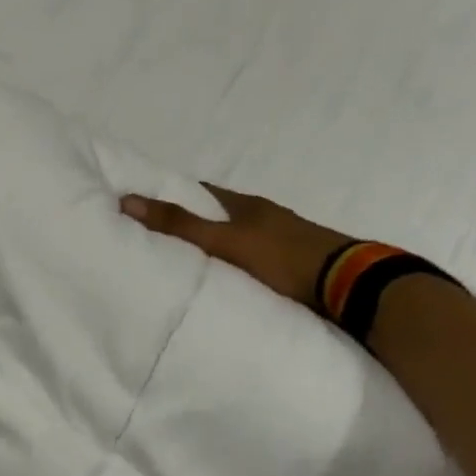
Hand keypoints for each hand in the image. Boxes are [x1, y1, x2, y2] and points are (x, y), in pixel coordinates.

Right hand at [121, 185, 350, 310]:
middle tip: (156, 238)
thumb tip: (126, 199)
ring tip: (182, 263)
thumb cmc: (282, 256)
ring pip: (236, 238)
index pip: (202, 191)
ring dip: (214, 246)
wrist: (349, 285)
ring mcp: (281, 241)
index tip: (145, 204)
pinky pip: (251, 260)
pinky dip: (232, 265)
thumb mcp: (224, 240)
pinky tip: (221, 280)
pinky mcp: (292, 266)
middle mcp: (264, 217)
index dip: (174, 194)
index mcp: (246, 204)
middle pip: (219, 214)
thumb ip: (178, 225)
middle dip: (191, 222)